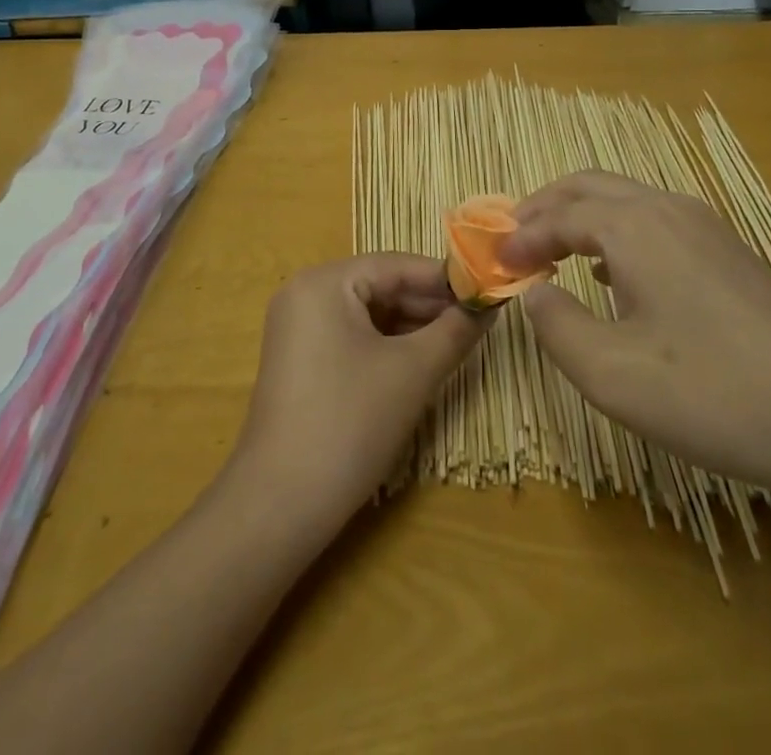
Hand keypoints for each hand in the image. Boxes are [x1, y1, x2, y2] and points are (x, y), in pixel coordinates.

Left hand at [229, 253, 485, 529]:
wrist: (280, 505)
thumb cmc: (350, 423)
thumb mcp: (413, 372)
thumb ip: (456, 330)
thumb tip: (490, 302)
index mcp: (325, 282)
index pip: (397, 265)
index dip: (446, 279)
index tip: (488, 291)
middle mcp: (306, 293)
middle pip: (382, 286)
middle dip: (431, 305)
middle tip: (479, 321)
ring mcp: (299, 328)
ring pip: (370, 314)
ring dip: (414, 327)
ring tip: (459, 341)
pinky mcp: (301, 360)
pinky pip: (353, 337)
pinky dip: (388, 346)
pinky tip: (422, 361)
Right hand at [503, 172, 770, 513]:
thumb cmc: (713, 394)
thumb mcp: (612, 374)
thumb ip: (557, 326)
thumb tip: (534, 292)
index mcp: (634, 227)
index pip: (558, 215)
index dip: (520, 237)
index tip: (494, 264)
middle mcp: (668, 209)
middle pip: (590, 186)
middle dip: (545, 206)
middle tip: (514, 240)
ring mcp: (706, 226)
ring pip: (625, 199)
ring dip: (581, 216)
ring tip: (553, 252)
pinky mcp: (730, 251)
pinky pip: (655, 220)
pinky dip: (616, 230)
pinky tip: (614, 273)